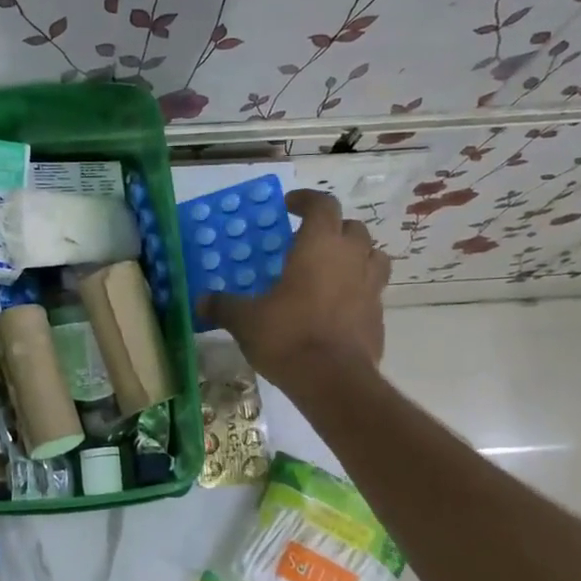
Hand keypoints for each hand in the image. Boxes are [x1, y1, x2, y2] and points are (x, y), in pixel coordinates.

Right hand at [199, 189, 389, 393]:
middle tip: (308, 242)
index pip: (323, 205)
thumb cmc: (288, 336)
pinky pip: (372, 291)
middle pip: (352, 228)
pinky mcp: (379, 316)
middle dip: (332, 229)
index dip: (306, 200)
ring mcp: (371, 287)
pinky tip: (337, 307)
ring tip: (332, 269)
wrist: (333, 380)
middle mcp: (351, 258)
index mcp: (320, 246)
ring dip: (355, 255)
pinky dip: (358, 290)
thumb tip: (201, 301)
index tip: (289, 206)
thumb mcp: (245, 320)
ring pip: (372, 256)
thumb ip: (224, 306)